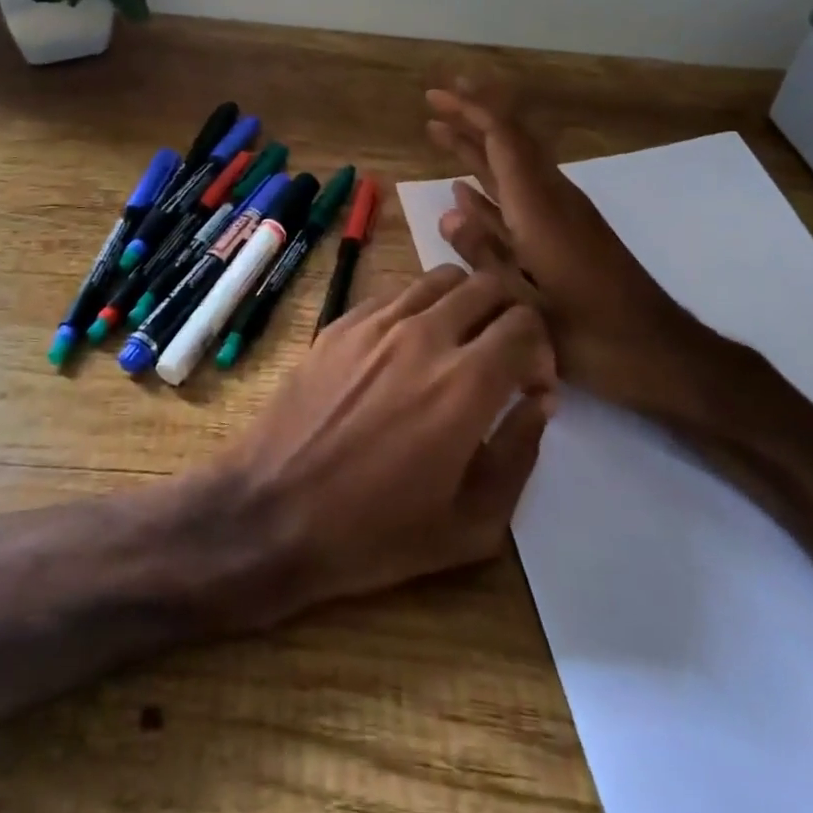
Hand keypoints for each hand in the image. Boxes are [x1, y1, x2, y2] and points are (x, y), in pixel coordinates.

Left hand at [221, 266, 556, 620]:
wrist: (271, 512)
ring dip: (464, 303)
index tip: (531, 385)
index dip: (541, 351)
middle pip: (488, 285)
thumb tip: (538, 402)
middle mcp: (424, 335)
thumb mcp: (470, 526)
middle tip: (503, 354)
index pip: (525, 325)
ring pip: (440, 279)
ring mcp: (376, 322)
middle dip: (509, 314)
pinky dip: (417, 310)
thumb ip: (519, 455)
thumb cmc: (375, 534)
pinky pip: (395, 294)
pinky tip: (405, 350)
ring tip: (458, 344)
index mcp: (465, 383)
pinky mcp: (340, 323)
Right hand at [424, 78, 732, 425]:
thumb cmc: (594, 336)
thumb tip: (448, 211)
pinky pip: (520, 197)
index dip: (472, 111)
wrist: (660, 355)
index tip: (439, 95)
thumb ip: (486, 255)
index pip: (504, 140)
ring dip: (477, 148)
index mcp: (541, 210)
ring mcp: (560, 217)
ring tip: (440, 132)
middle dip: (472, 117)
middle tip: (435, 99)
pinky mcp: (565, 235)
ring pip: (512, 169)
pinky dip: (491, 187)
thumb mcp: (528, 305)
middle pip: (509, 144)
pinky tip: (465, 190)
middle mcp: (552, 200)